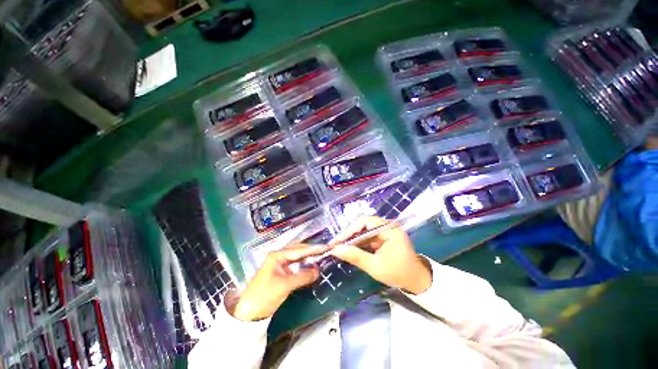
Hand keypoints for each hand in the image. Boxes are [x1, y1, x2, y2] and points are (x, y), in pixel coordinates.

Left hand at [231, 244, 330, 320]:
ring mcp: (279, 264)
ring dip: (308, 257)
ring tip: (320, 255)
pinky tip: (310, 266)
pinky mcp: (280, 273)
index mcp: (277, 255)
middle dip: (311, 250)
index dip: (313, 249)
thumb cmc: (265, 295)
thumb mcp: (285, 285)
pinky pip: (295, 265)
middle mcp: (278, 256)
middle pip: (298, 251)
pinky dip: (303, 265)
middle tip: (325, 250)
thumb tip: (318, 270)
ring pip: (297, 257)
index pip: (299, 250)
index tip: (325, 247)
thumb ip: (303, 276)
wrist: (248, 313)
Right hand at [330, 216, 431, 294]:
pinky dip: (357, 243)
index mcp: (389, 229)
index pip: (365, 222)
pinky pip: (366, 237)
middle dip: (349, 235)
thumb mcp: (375, 267)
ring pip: (363, 231)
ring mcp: (384, 231)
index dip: (349, 230)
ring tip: (339, 247)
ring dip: (352, 239)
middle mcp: (386, 226)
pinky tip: (349, 249)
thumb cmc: (399, 274)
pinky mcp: (382, 237)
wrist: (416, 282)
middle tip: (336, 245)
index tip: (337, 241)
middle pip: (362, 225)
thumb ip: (355, 256)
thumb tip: (335, 249)